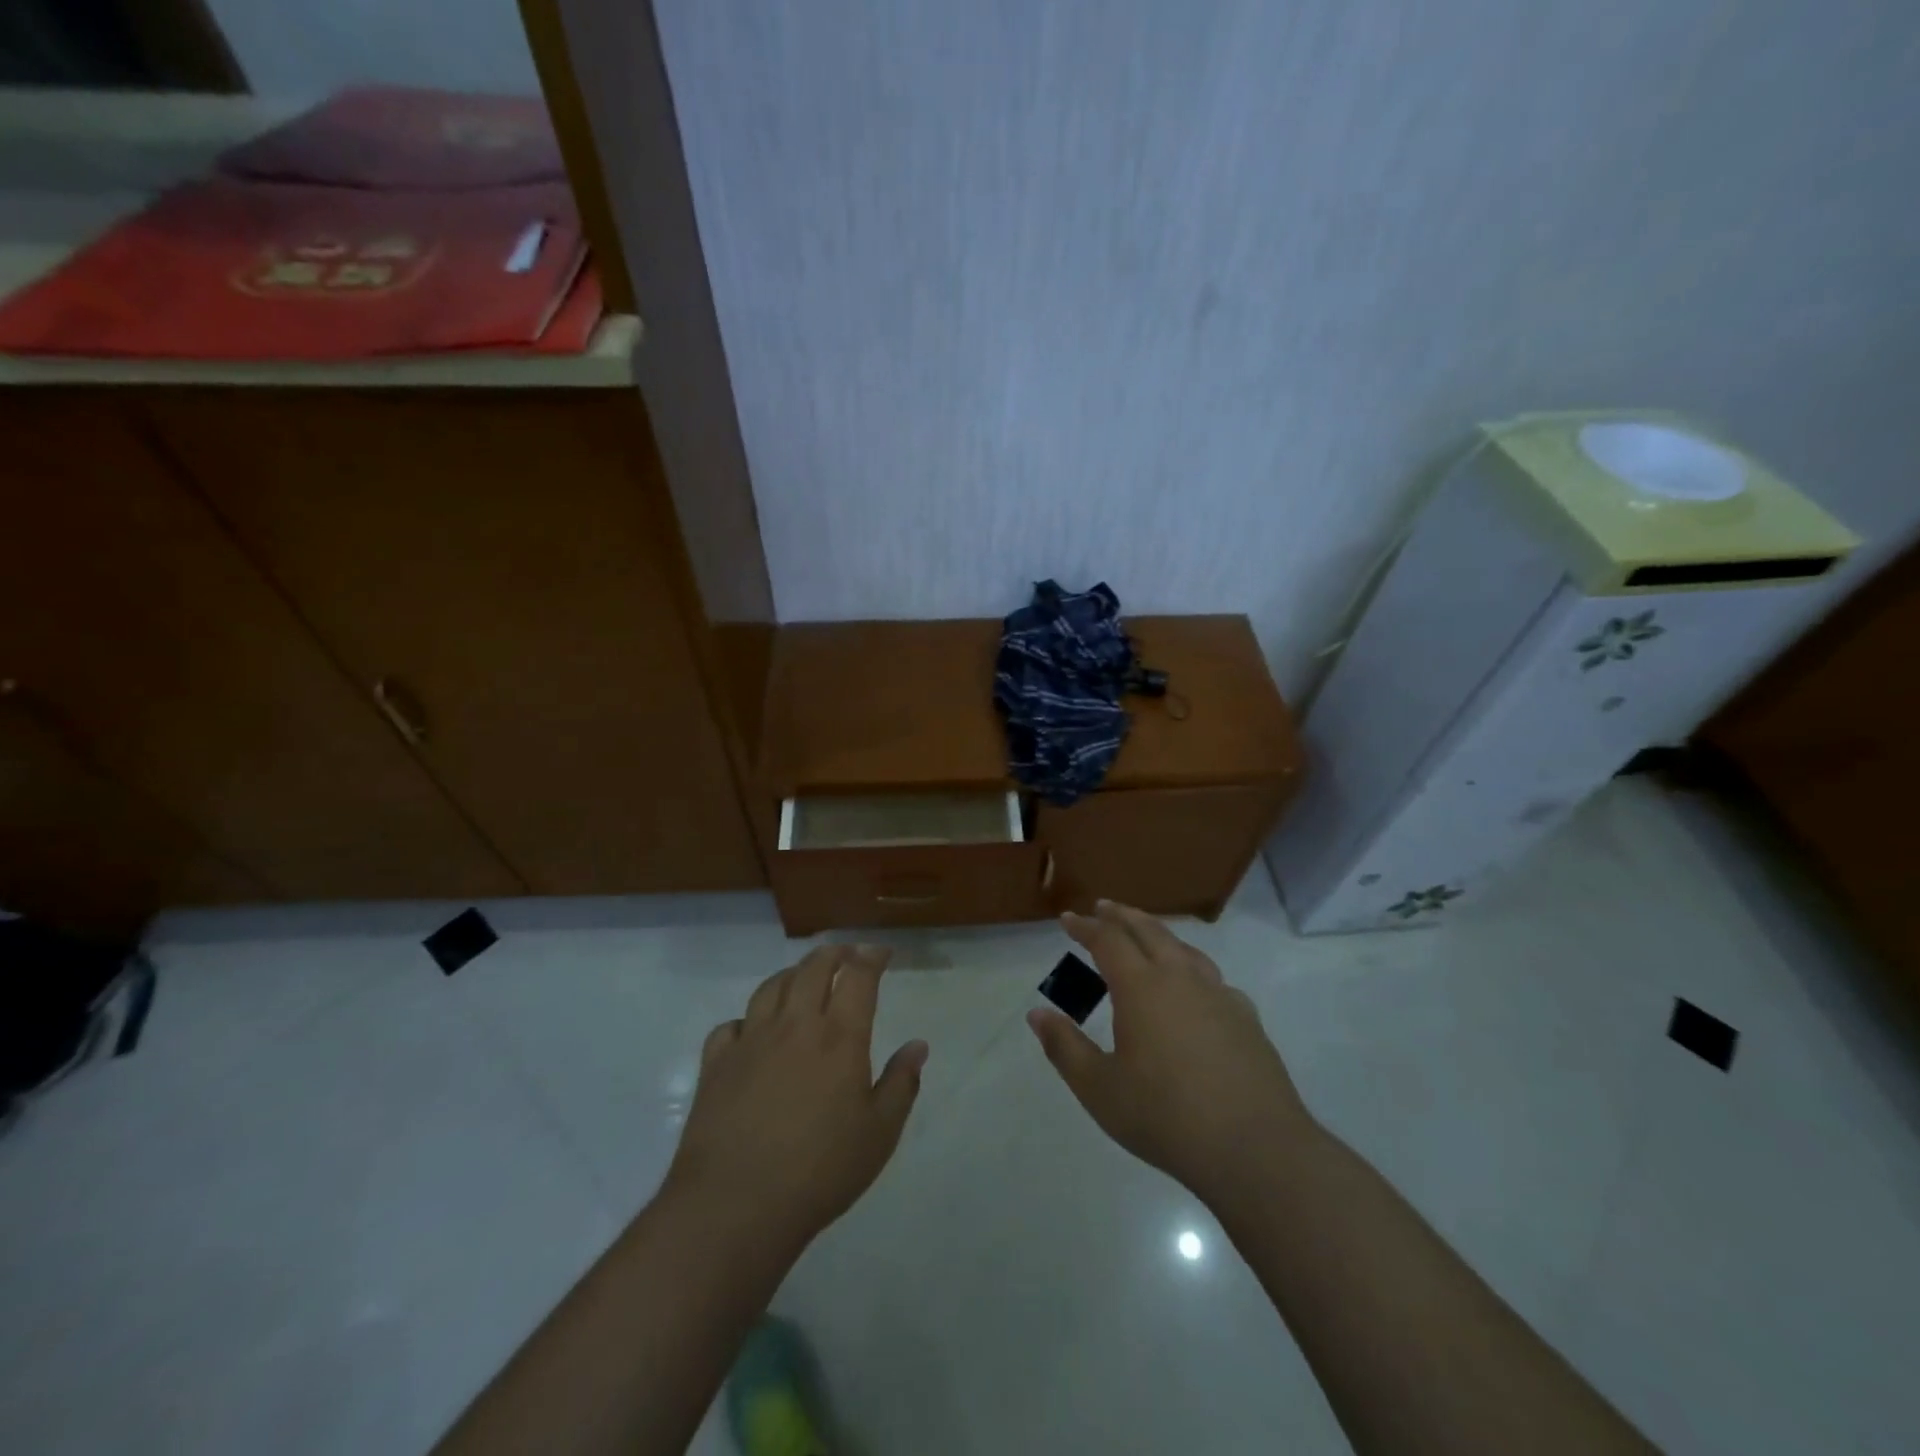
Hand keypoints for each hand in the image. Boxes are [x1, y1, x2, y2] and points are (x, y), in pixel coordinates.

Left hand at [665, 944, 926, 1252]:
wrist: (736, 1205)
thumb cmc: (820, 1171)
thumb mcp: (879, 1134)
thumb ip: (901, 1084)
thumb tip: (918, 1046)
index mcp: (839, 1037)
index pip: (858, 976)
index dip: (871, 957)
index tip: (882, 953)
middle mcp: (795, 1025)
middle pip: (813, 968)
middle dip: (834, 953)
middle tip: (847, 955)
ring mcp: (751, 1040)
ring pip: (771, 987)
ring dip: (792, 974)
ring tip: (803, 979)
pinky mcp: (716, 1064)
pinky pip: (730, 1025)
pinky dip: (746, 1019)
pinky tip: (752, 1031)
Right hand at [1028, 901, 1314, 1207]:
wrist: (1254, 1148)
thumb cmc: (1166, 1117)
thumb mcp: (1100, 1089)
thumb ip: (1065, 1048)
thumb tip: (1037, 1014)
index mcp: (1141, 988)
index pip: (1108, 940)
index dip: (1085, 927)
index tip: (1068, 919)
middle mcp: (1181, 978)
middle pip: (1148, 930)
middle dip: (1122, 916)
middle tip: (1103, 908)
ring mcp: (1219, 994)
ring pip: (1184, 948)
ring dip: (1158, 933)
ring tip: (1145, 934)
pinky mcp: (1246, 1017)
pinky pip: (1212, 977)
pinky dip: (1191, 967)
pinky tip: (1193, 986)